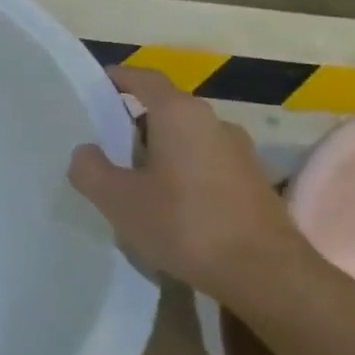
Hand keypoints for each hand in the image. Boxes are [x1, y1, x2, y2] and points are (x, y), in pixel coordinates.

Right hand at [68, 65, 305, 307]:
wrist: (268, 276)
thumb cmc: (185, 224)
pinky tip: (168, 207)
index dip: (116, 78)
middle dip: (132, 124)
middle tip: (103, 147)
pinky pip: (205, 164)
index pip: (143, 78)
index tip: (93, 88)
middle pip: (164, 110)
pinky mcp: (253, 183)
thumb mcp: (117, 199)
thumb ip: (89, 168)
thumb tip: (86, 152)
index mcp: (179, 114)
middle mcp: (213, 122)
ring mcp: (239, 153)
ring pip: (185, 139)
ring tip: (132, 182)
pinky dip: (181, 173)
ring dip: (157, 152)